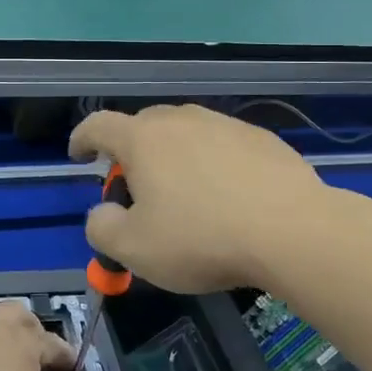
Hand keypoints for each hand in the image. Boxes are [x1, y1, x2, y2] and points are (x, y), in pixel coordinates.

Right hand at [70, 104, 329, 293]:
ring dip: (174, 156)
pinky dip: (213, 163)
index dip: (81, 139)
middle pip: (143, 126)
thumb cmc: (202, 239)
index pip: (98, 125)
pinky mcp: (261, 137)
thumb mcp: (135, 250)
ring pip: (186, 133)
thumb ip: (103, 228)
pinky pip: (222, 145)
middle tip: (136, 188)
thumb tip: (103, 213)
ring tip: (185, 194)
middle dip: (131, 152)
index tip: (79, 155)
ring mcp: (224, 124)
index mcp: (143, 139)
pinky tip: (228, 196)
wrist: (292, 230)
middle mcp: (181, 120)